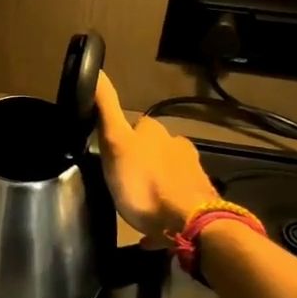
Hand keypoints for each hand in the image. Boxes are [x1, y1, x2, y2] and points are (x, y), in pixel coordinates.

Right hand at [95, 71, 220, 239]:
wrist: (189, 223)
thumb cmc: (144, 183)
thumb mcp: (115, 143)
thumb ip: (106, 109)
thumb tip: (97, 69)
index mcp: (156, 132)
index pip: (136, 125)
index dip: (122, 137)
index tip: (110, 153)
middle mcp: (178, 146)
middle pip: (155, 149)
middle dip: (142, 161)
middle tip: (123, 181)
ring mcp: (193, 173)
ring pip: (168, 174)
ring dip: (155, 185)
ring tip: (138, 203)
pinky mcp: (200, 200)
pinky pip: (177, 202)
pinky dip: (166, 209)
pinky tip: (154, 228)